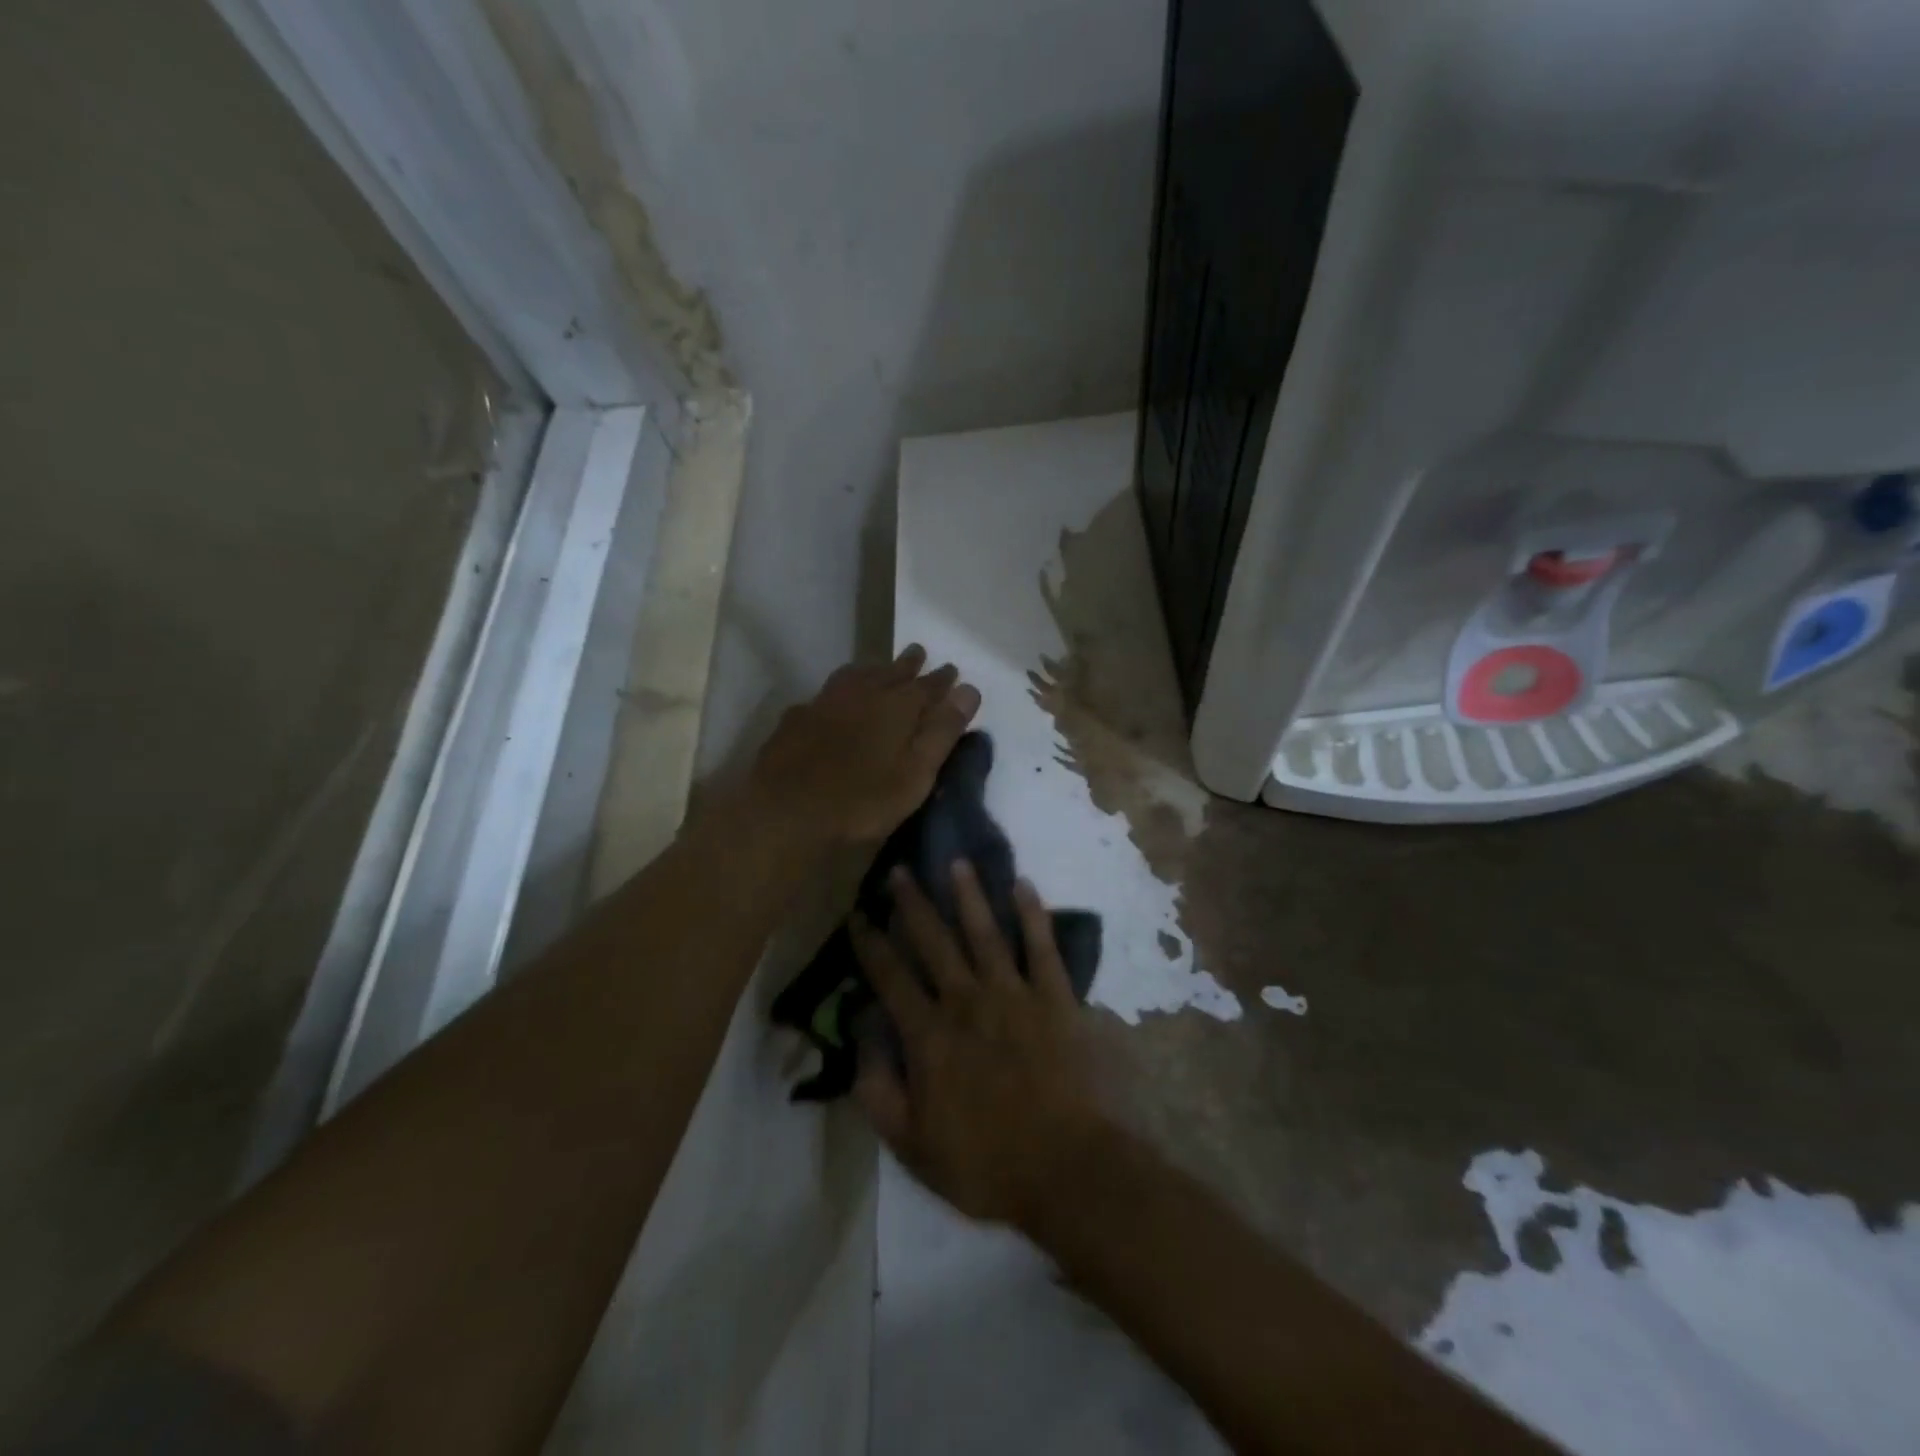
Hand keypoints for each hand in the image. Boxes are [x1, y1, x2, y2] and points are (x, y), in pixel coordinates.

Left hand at [747, 646, 979, 847]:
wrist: (784, 814)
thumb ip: (942, 732)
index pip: (927, 685)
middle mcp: (861, 694)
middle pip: (890, 672)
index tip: (953, 670)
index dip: (942, 679)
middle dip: (908, 664)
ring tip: (880, 668)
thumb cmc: (861, 802)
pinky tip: (834, 700)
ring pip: (855, 675)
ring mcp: (824, 703)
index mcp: (896, 707)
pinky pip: (825, 693)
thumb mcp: (915, 775)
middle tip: (918, 654)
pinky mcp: (796, 719)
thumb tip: (969, 689)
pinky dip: (840, 690)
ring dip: (873, 669)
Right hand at [850, 862, 1105, 1229]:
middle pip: (934, 942)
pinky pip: (1042, 947)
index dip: (871, 944)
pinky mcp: (1056, 998)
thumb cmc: (987, 1164)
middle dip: (913, 905)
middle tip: (900, 871)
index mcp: (930, 1036)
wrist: (1068, 1169)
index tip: (858, 915)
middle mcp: (967, 1002)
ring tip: (957, 863)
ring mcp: (1015, 994)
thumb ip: (878, 1092)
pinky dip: (1032, 914)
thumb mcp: (912, 1146)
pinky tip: (1023, 885)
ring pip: (985, 932)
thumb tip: (862, 1039)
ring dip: (969, 895)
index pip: (890, 978)